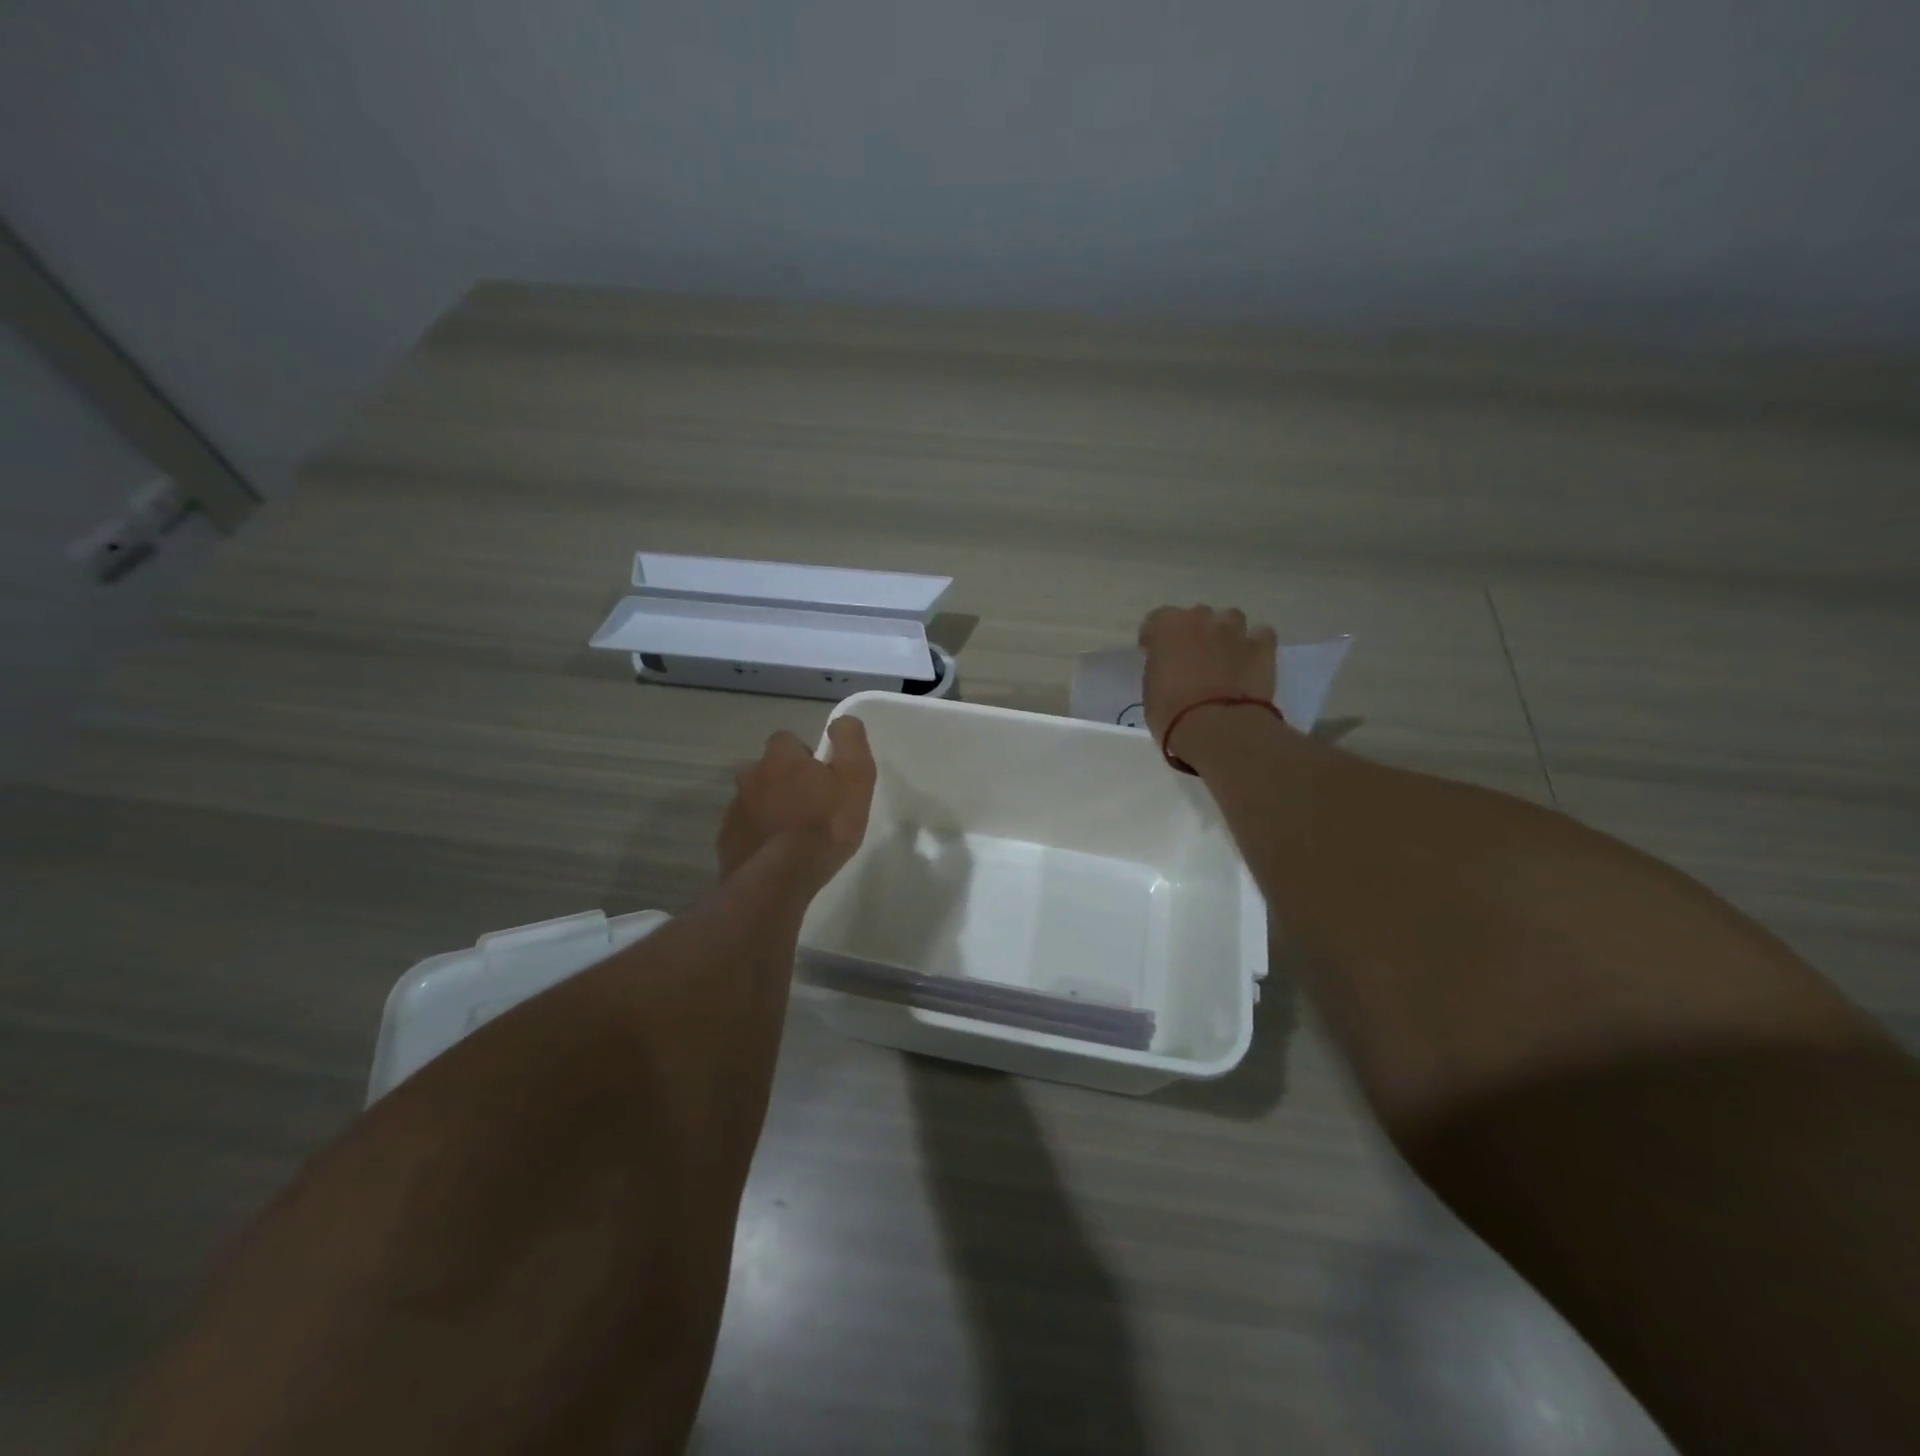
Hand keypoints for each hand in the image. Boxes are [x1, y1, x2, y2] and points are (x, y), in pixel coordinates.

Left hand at [717, 716, 876, 887]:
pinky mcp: (726, 840)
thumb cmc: (825, 824)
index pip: (787, 740)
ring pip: (754, 800)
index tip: (820, 778)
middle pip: (767, 770)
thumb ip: (850, 742)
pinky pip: (744, 830)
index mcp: (779, 758)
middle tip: (807, 807)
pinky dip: (758, 836)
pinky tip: (774, 854)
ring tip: (791, 834)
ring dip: (769, 809)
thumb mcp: (855, 778)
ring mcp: (734, 810)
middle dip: (783, 782)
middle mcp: (750, 776)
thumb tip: (842, 721)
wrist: (781, 878)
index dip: (804, 756)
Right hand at [1138, 605, 1277, 753]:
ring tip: (1223, 655)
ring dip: (1225, 633)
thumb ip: (1160, 668)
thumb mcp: (1151, 690)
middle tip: (1191, 656)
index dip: (1156, 638)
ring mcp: (1235, 631)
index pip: (1157, 620)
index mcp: (1167, 627)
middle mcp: (1201, 619)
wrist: (1217, 727)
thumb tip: (1169, 668)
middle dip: (1193, 631)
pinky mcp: (1263, 647)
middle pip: (1196, 615)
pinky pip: (1262, 635)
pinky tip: (1251, 660)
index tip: (1154, 654)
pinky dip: (1256, 644)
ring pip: (1231, 618)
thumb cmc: (1172, 712)